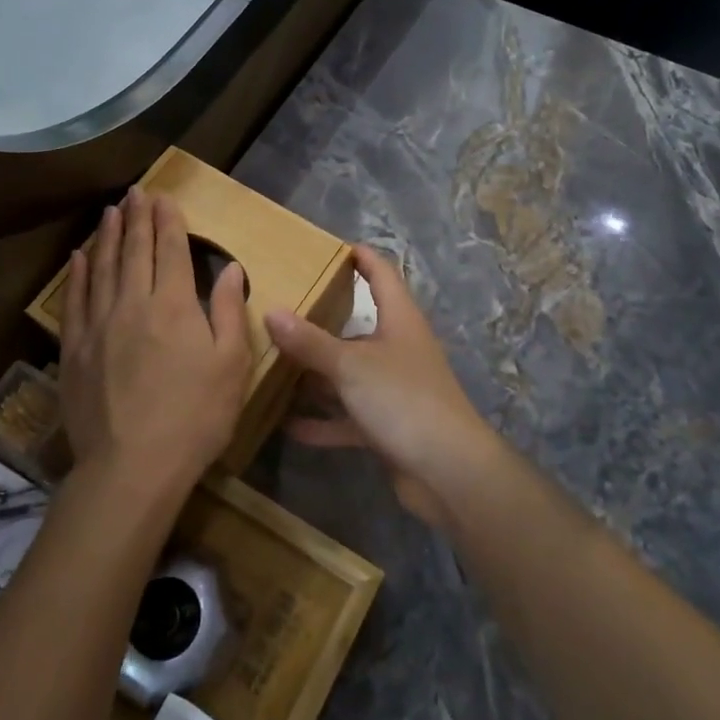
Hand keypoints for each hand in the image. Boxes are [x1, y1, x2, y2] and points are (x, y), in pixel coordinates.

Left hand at [59, 187, 251, 503]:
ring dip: (108, 236)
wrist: (132, 466)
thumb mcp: (231, 365)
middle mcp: (132, 303)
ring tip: (111, 211)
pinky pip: (75, 300)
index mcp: (173, 305)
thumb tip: (229, 268)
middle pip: (134, 250)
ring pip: (102, 267)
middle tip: (136, 192)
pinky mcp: (74, 349)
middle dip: (137, 218)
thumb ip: (227, 310)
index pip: (169, 250)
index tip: (164, 198)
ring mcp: (98, 325)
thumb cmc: (195, 417)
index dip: (168, 221)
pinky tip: (79, 257)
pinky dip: (78, 274)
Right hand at [264, 246, 503, 525]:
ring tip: (274, 365)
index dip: (361, 257)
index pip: (382, 274)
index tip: (332, 247)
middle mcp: (398, 349)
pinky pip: (348, 416)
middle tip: (283, 310)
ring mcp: (394, 389)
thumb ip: (310, 341)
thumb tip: (271, 311)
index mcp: (399, 320)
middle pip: (359, 326)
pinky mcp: (388, 426)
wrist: (448, 471)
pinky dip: (323, 421)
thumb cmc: (403, 399)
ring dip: (318, 374)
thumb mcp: (351, 365)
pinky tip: (287, 425)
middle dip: (323, 320)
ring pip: (350, 373)